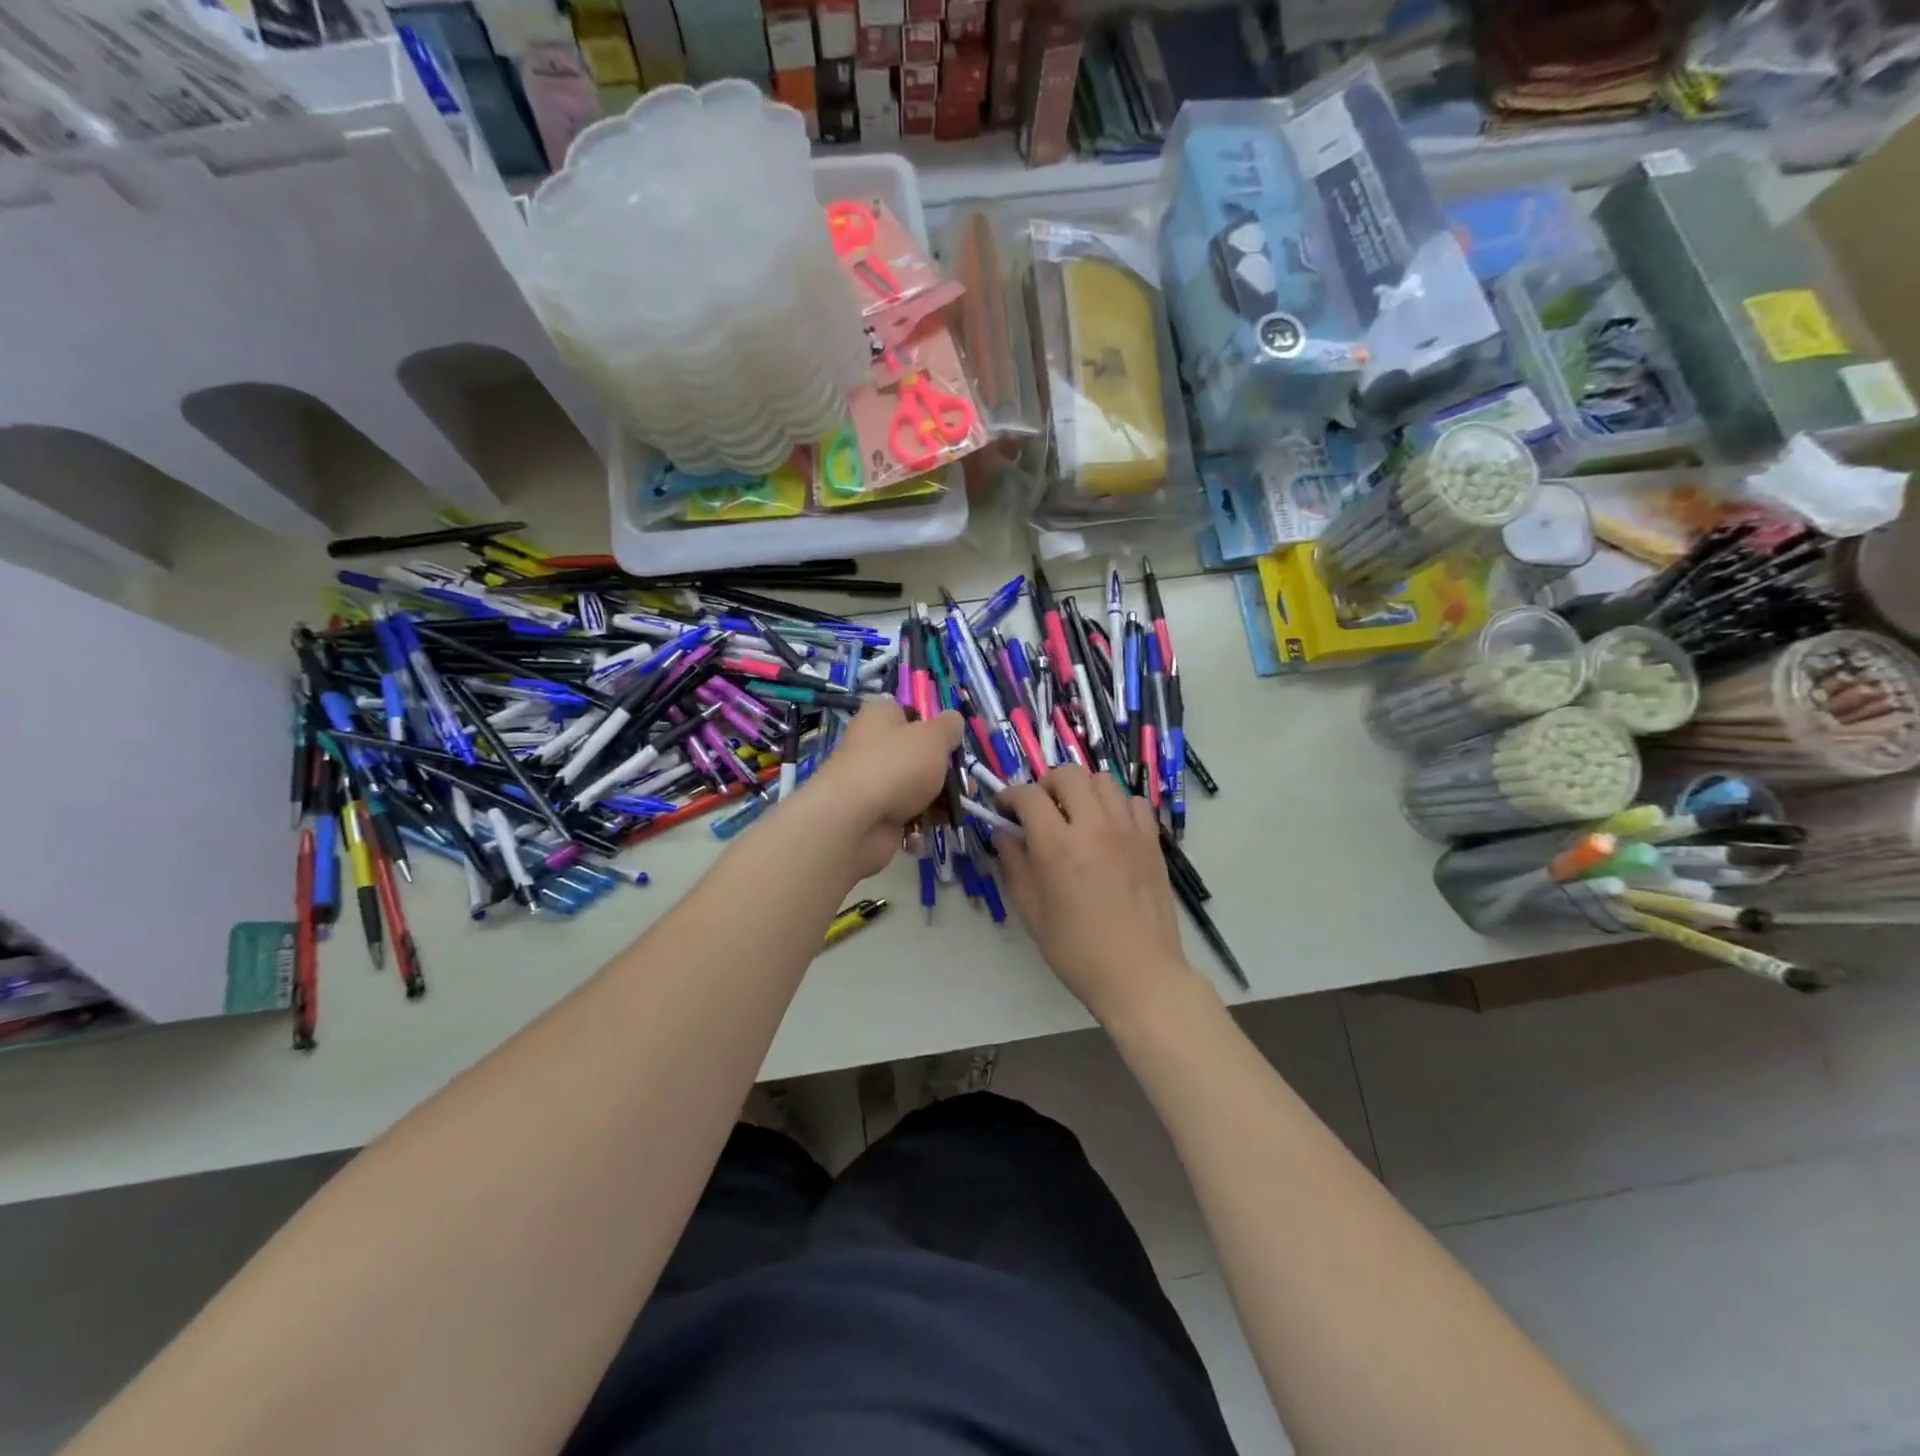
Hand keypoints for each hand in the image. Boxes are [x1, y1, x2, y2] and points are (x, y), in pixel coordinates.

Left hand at [805, 700, 962, 879]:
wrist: (856, 820)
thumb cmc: (897, 766)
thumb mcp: (934, 737)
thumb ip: (950, 728)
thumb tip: (954, 721)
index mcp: (879, 717)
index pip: (907, 714)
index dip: (931, 728)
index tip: (951, 744)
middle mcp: (871, 746)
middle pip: (916, 756)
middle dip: (944, 773)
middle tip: (966, 786)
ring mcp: (871, 783)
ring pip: (915, 789)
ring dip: (937, 801)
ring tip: (954, 811)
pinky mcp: (872, 816)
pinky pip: (904, 817)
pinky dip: (917, 825)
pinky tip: (925, 829)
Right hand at [996, 766, 1195, 1023]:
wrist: (1139, 973)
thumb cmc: (1076, 950)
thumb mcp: (1031, 911)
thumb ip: (1014, 864)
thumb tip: (1003, 833)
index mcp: (1057, 845)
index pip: (1028, 795)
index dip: (1010, 795)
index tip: (1004, 809)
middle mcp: (1094, 826)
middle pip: (1068, 774)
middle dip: (1046, 784)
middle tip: (1040, 809)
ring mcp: (1127, 830)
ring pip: (1102, 780)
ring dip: (1081, 789)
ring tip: (1075, 814)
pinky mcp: (1151, 840)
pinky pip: (1133, 801)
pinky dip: (1115, 805)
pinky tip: (1108, 828)